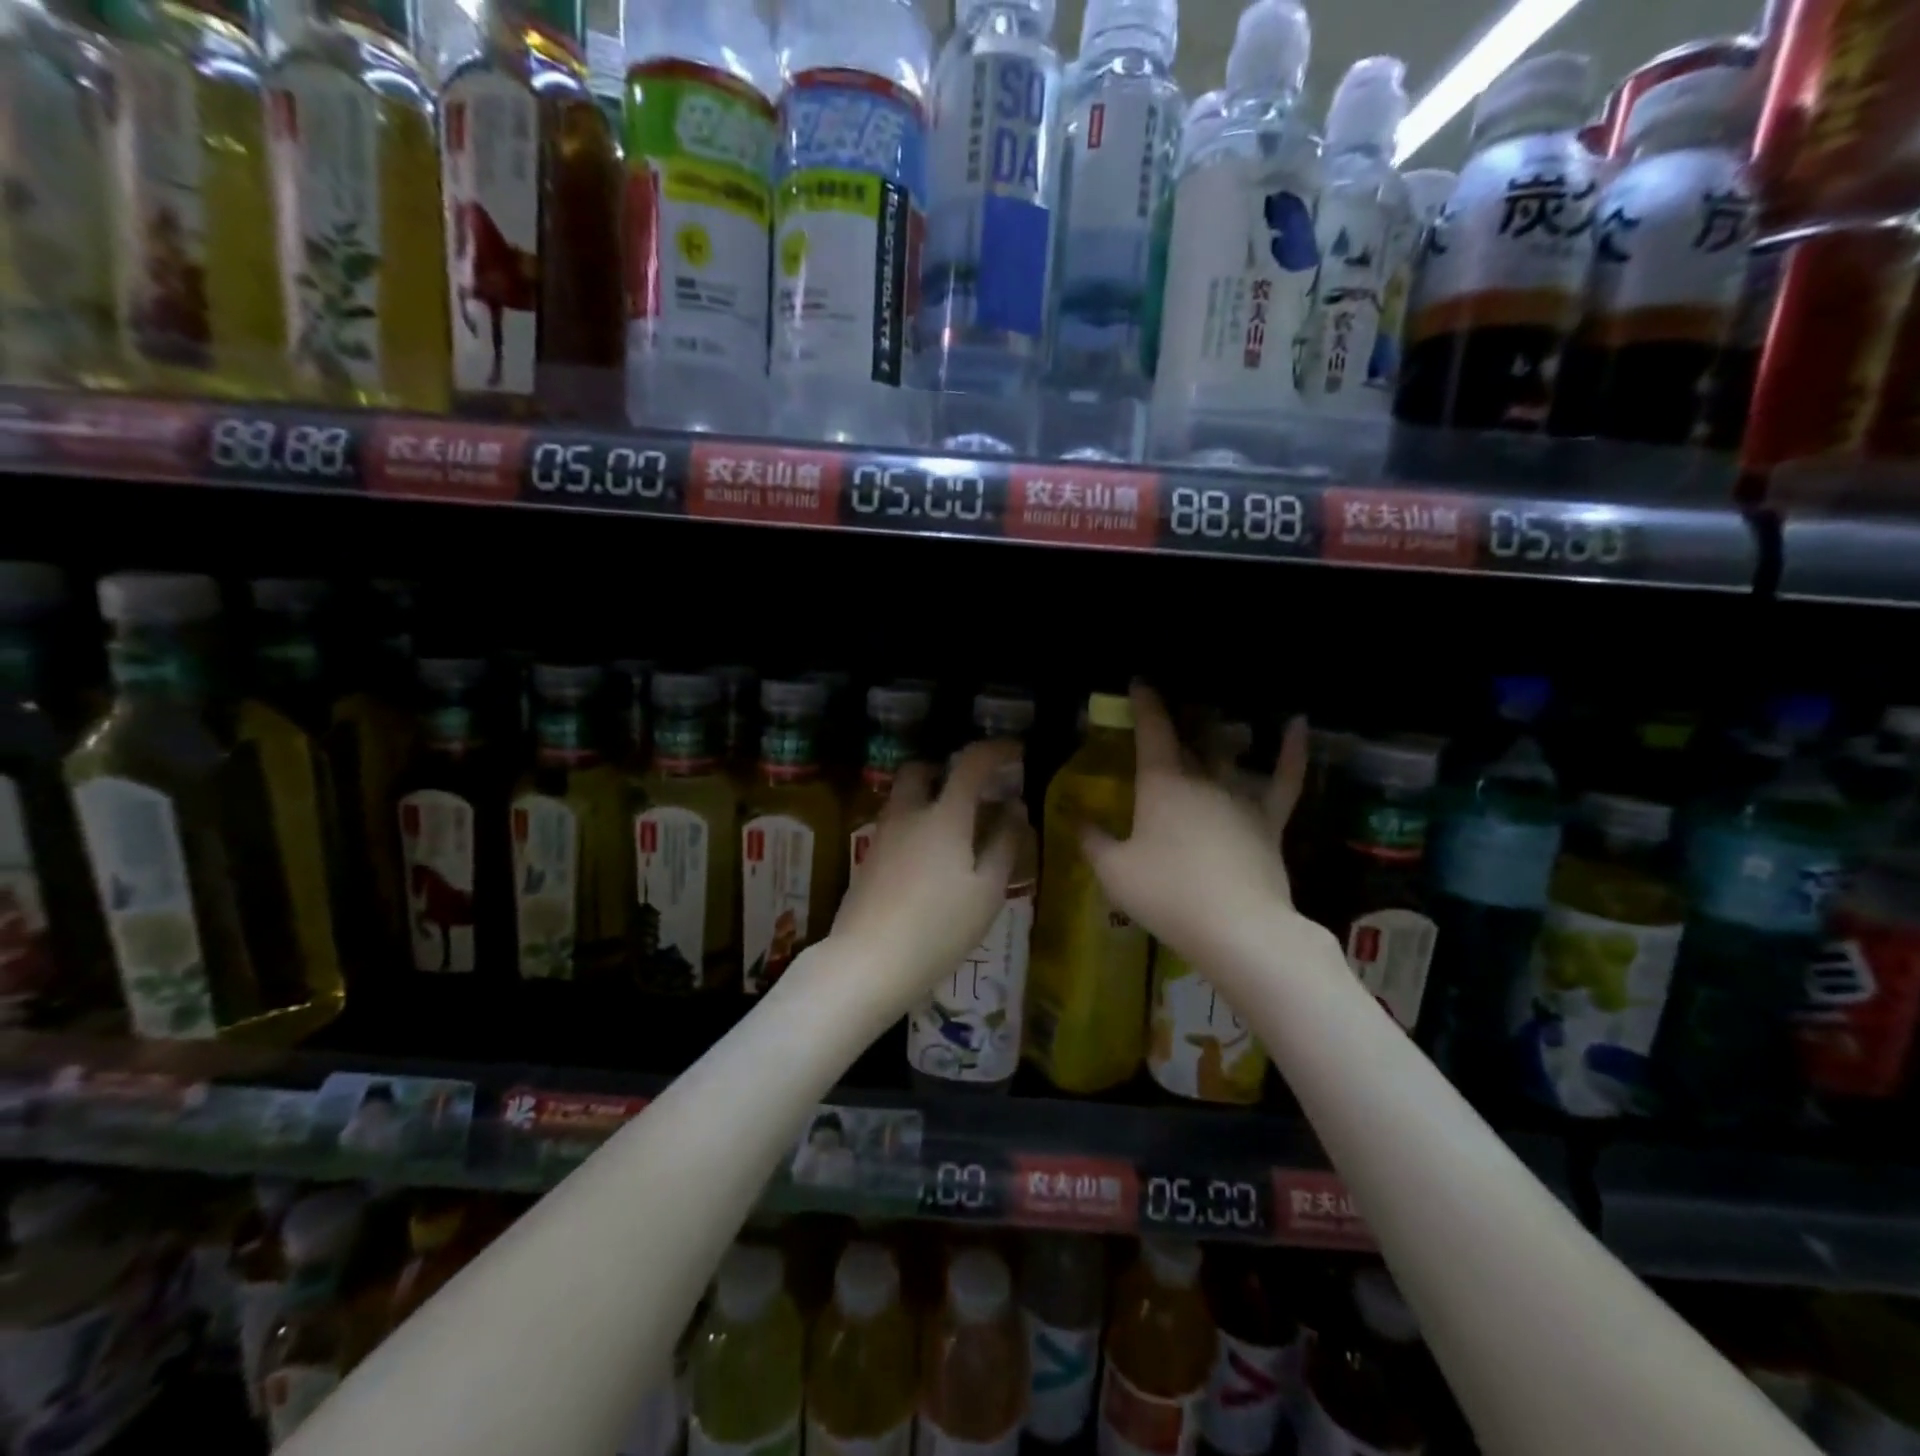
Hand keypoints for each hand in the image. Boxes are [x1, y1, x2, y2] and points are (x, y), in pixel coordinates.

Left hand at [828, 739, 1021, 1021]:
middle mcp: (908, 813)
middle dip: (948, 768)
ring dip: (930, 796)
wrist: (868, 961)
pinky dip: (917, 822)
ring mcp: (883, 835)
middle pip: (921, 769)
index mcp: (944, 815)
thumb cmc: (939, 927)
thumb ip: (1005, 844)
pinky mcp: (869, 858)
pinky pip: (897, 823)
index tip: (1016, 752)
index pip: (970, 763)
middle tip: (974, 789)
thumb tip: (1015, 809)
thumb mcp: (987, 891)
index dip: (996, 750)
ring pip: (904, 796)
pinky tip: (933, 857)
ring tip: (958, 827)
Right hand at [1082, 683, 1309, 973]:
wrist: (1237, 928)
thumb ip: (1092, 841)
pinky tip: (1297, 722)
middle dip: (1179, 716)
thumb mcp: (1113, 872)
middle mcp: (1201, 778)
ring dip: (1220, 731)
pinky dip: (1292, 749)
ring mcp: (1239, 796)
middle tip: (1173, 705)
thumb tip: (1075, 818)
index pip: (1152, 730)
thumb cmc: (1167, 895)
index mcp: (1161, 783)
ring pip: (1229, 751)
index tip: (1140, 682)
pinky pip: (1284, 777)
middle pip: (1190, 737)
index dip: (1145, 703)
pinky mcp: (1270, 819)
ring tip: (1215, 716)